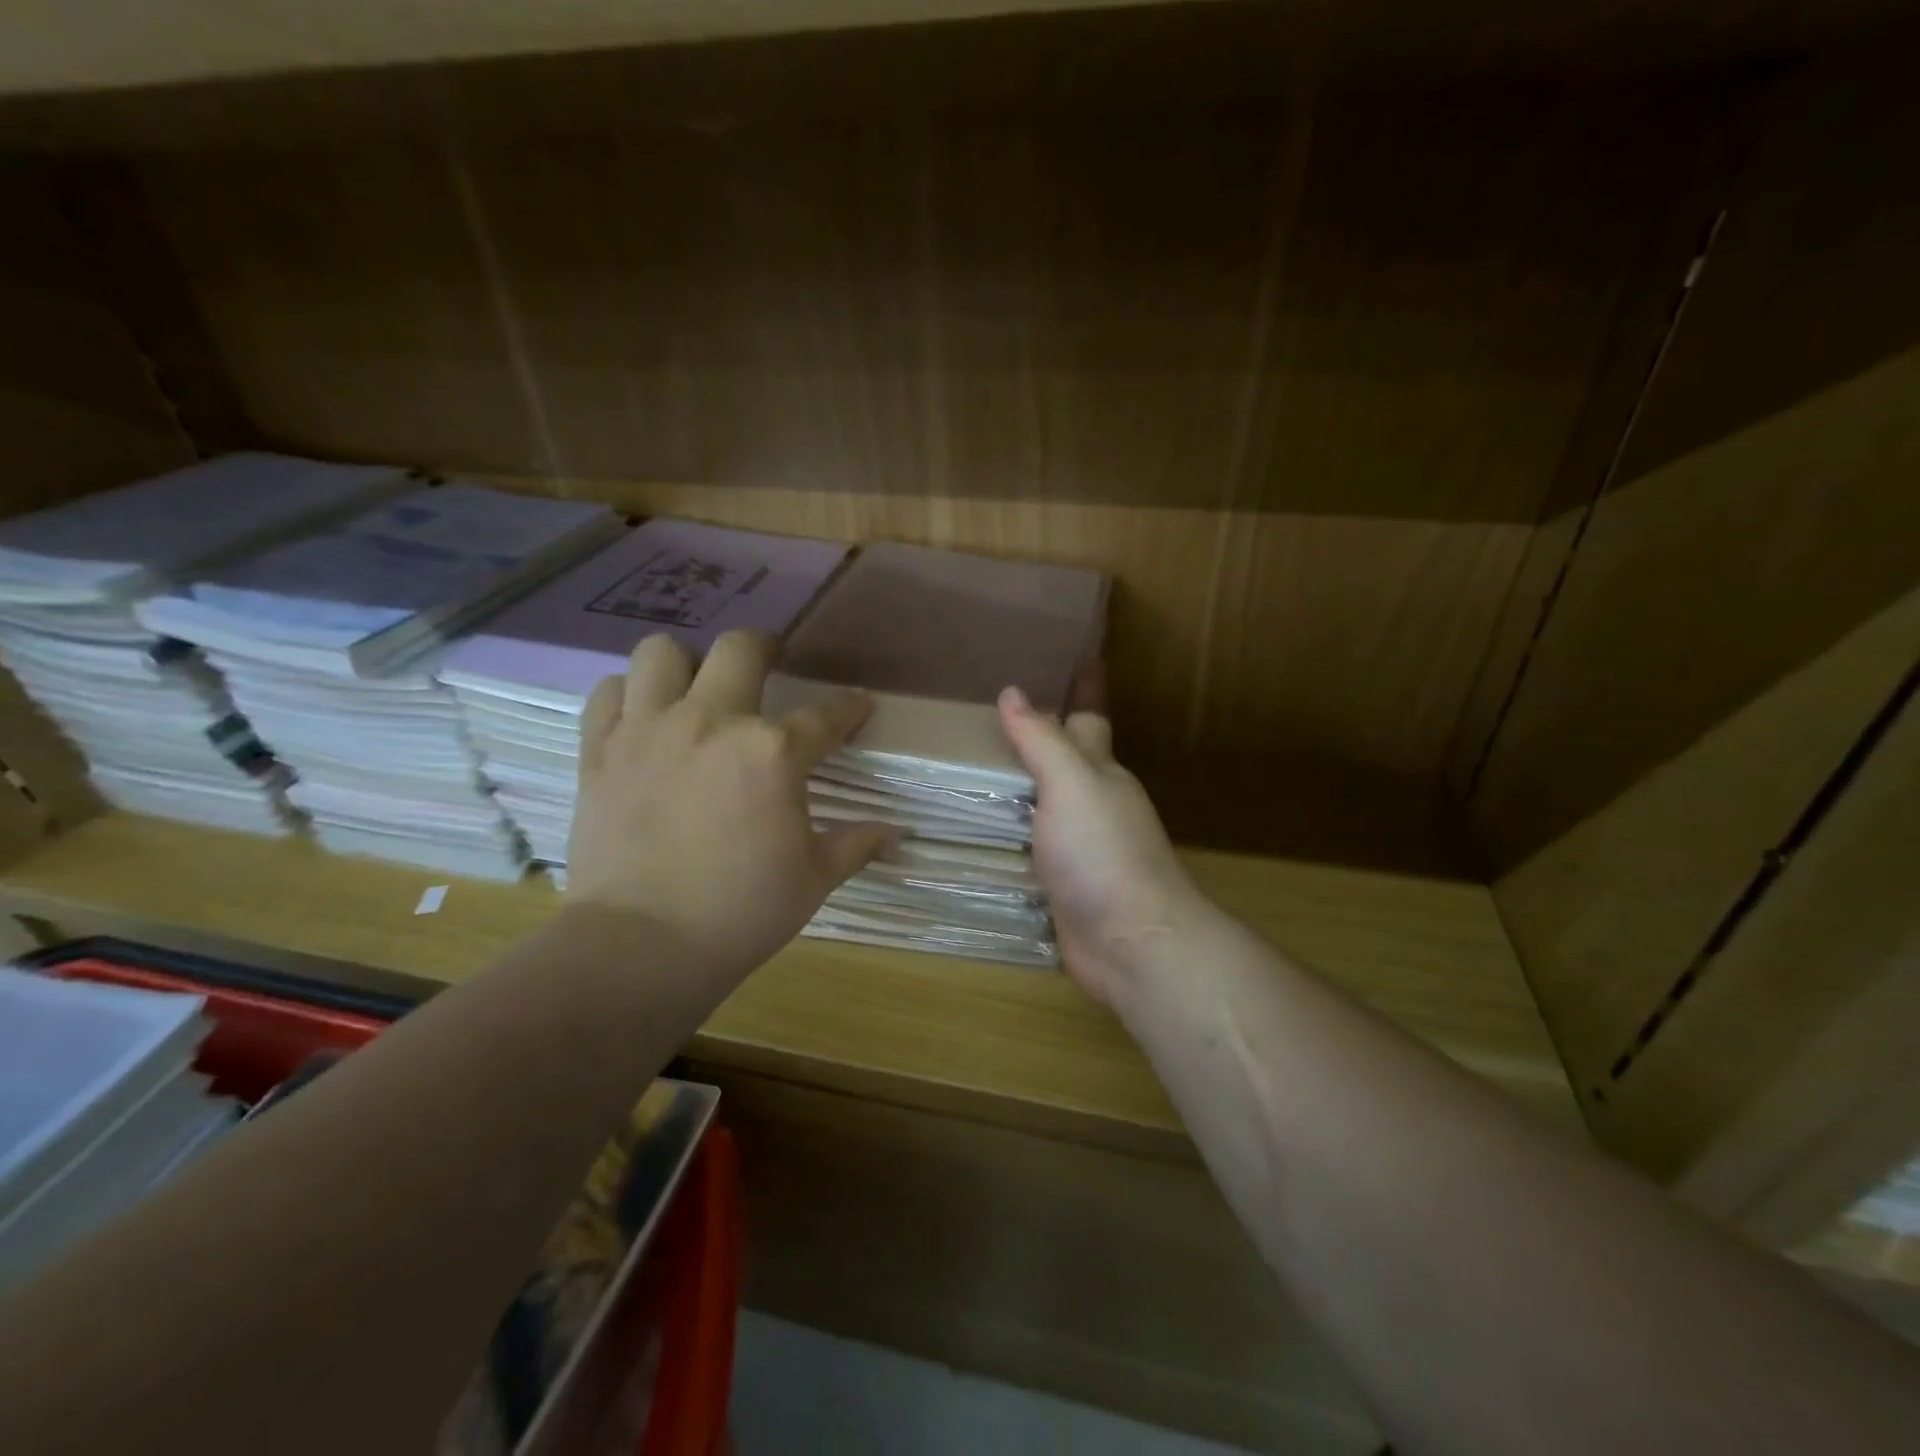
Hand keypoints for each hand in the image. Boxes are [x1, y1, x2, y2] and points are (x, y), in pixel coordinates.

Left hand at [567, 630, 891, 980]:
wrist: (641, 947)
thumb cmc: (740, 913)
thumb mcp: (813, 879)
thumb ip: (856, 844)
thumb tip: (896, 834)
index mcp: (773, 753)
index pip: (826, 716)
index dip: (849, 708)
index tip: (857, 707)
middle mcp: (712, 722)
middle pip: (741, 649)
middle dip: (766, 649)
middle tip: (772, 666)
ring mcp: (649, 730)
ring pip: (663, 653)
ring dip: (686, 665)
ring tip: (697, 689)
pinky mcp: (601, 749)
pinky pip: (610, 692)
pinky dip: (630, 695)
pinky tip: (645, 718)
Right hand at [997, 686, 1205, 1006]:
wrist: (1131, 942)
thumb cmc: (1103, 851)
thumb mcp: (1072, 783)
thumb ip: (1041, 740)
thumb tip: (1014, 692)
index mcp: (1100, 773)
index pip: (1089, 718)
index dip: (1083, 689)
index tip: (1074, 658)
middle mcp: (1092, 806)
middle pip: (1065, 762)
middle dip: (1042, 737)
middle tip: (992, 714)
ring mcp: (1078, 849)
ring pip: (1044, 807)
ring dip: (1018, 788)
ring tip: (971, 769)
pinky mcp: (1061, 886)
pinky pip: (1028, 849)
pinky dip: (1007, 836)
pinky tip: (980, 833)